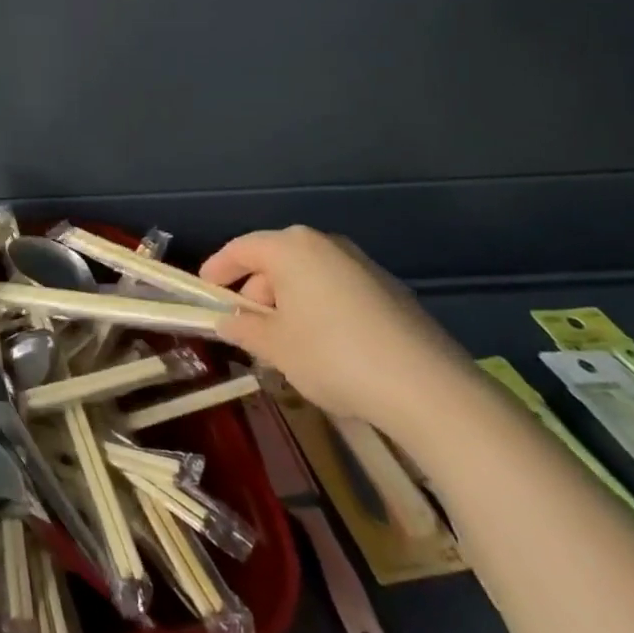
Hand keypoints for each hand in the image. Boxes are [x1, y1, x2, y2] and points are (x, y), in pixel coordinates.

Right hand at [201, 226, 474, 436]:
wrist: (428, 388)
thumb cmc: (334, 357)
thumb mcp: (277, 348)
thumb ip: (245, 329)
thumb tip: (227, 322)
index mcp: (291, 248)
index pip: (241, 249)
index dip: (218, 269)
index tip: (205, 291)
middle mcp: (325, 244)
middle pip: (276, 260)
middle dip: (255, 291)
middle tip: (245, 327)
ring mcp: (361, 265)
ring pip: (308, 276)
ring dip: (288, 302)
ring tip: (283, 343)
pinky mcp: (389, 290)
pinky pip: (336, 290)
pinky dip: (318, 308)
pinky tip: (323, 347)